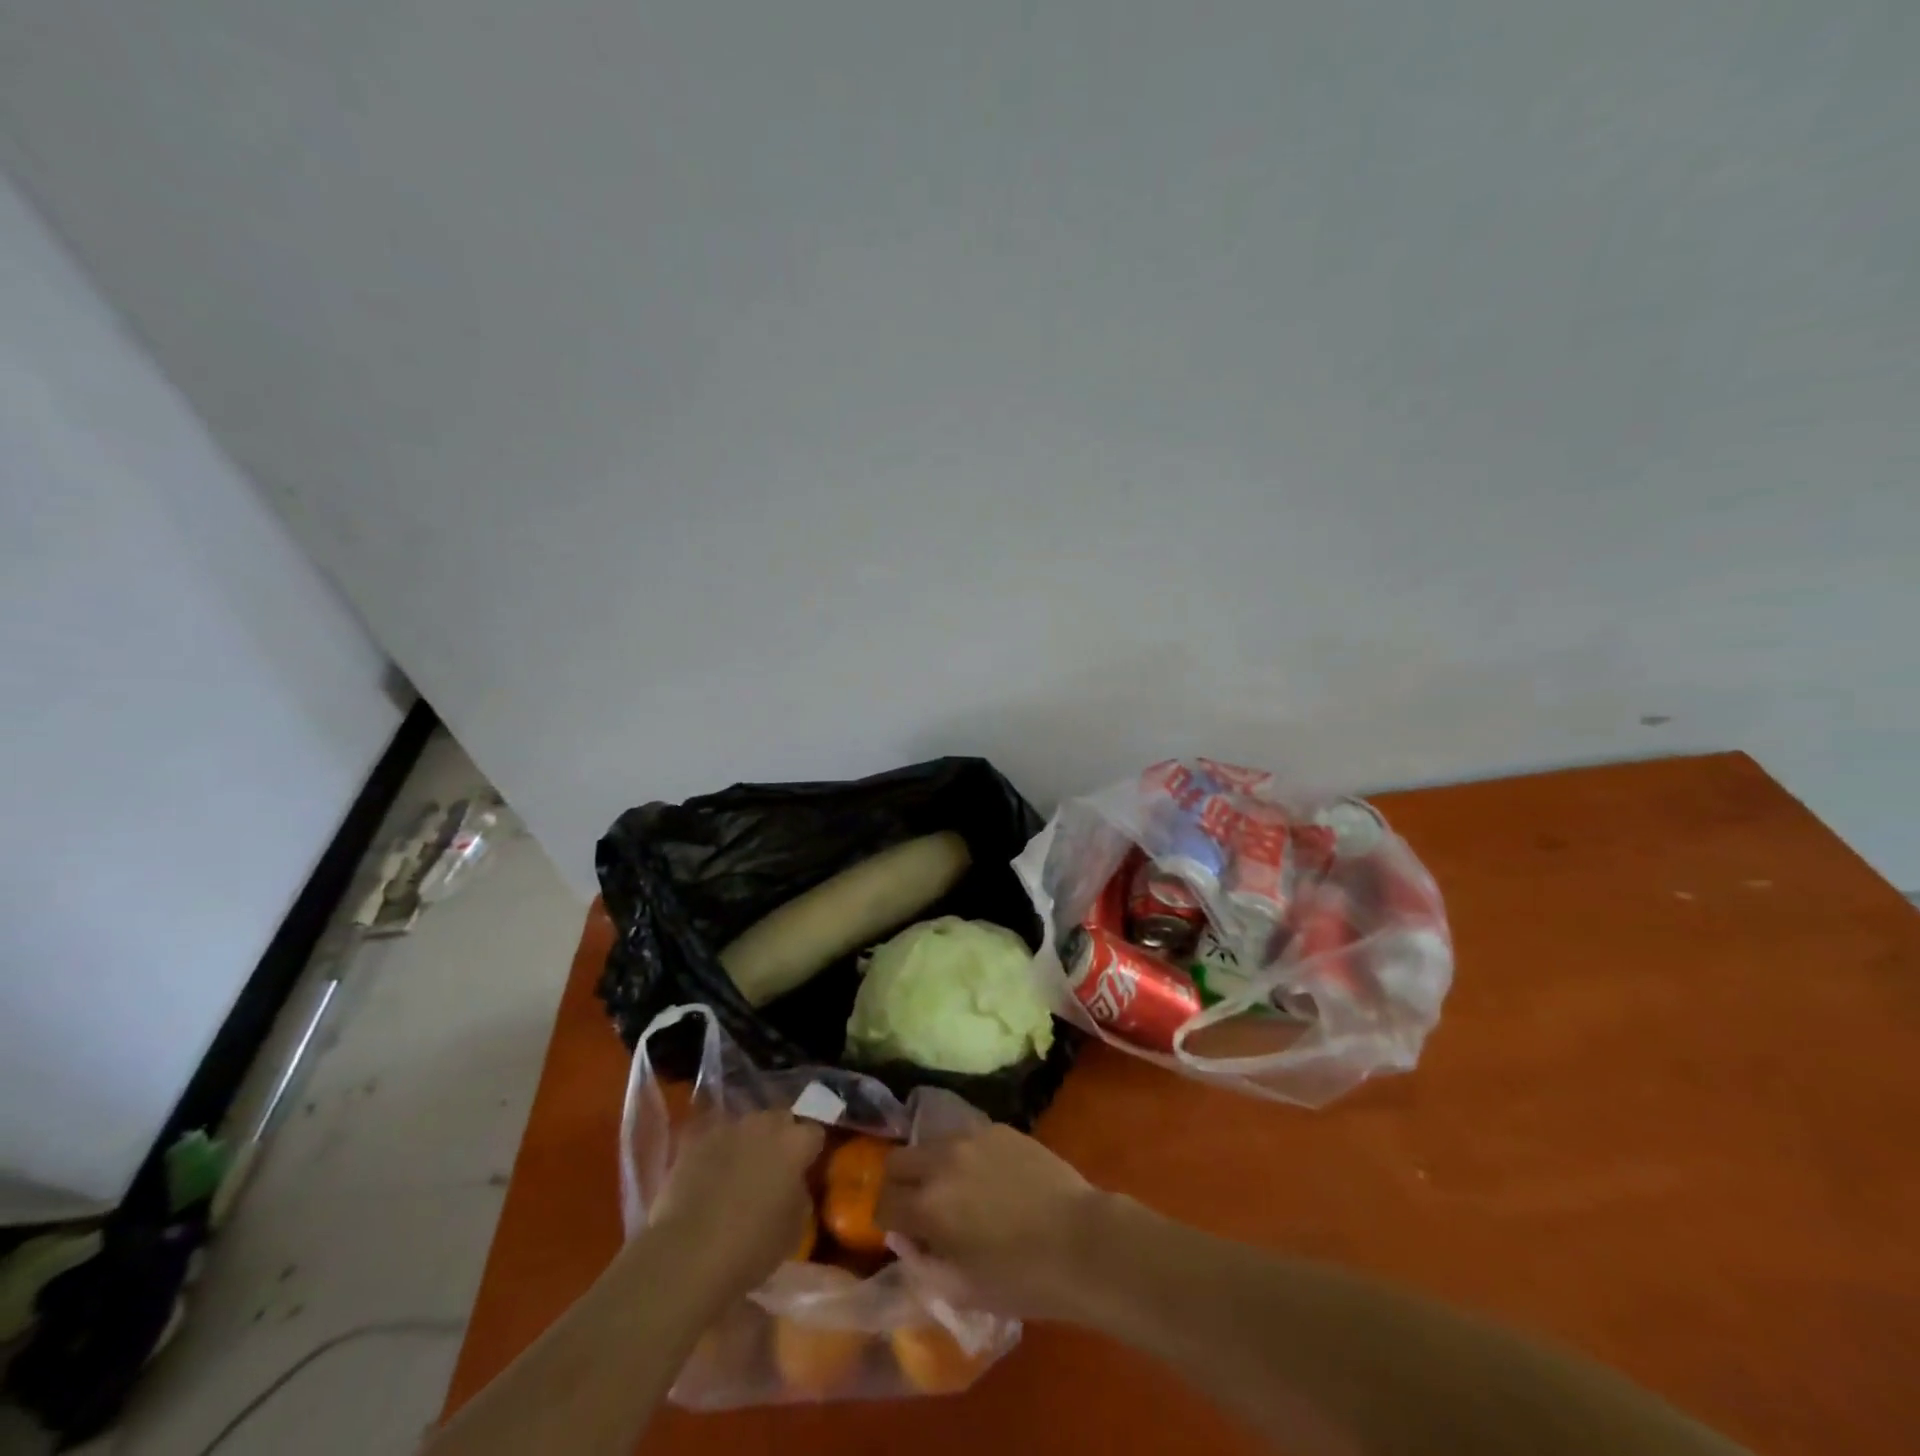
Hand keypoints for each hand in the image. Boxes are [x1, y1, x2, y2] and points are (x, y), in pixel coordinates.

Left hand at [645, 1110, 823, 1308]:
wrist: (690, 1254)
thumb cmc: (753, 1246)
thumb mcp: (796, 1227)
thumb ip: (800, 1193)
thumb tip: (793, 1184)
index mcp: (796, 1143)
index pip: (814, 1133)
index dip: (809, 1152)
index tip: (804, 1171)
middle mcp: (765, 1124)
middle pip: (780, 1120)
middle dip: (779, 1139)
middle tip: (772, 1169)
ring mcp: (729, 1127)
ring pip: (746, 1126)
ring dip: (747, 1142)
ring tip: (737, 1170)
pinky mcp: (696, 1138)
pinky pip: (713, 1136)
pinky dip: (715, 1150)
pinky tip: (709, 1172)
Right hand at [876, 1124, 1107, 1319]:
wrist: (1081, 1240)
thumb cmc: (1022, 1278)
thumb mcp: (963, 1290)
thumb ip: (923, 1264)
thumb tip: (907, 1240)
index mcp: (928, 1205)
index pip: (883, 1203)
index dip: (886, 1222)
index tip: (902, 1235)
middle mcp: (942, 1160)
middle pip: (897, 1161)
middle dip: (899, 1185)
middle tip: (918, 1209)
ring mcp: (972, 1137)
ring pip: (931, 1143)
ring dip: (931, 1166)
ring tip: (955, 1191)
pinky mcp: (1000, 1128)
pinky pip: (966, 1137)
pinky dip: (963, 1156)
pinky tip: (987, 1178)